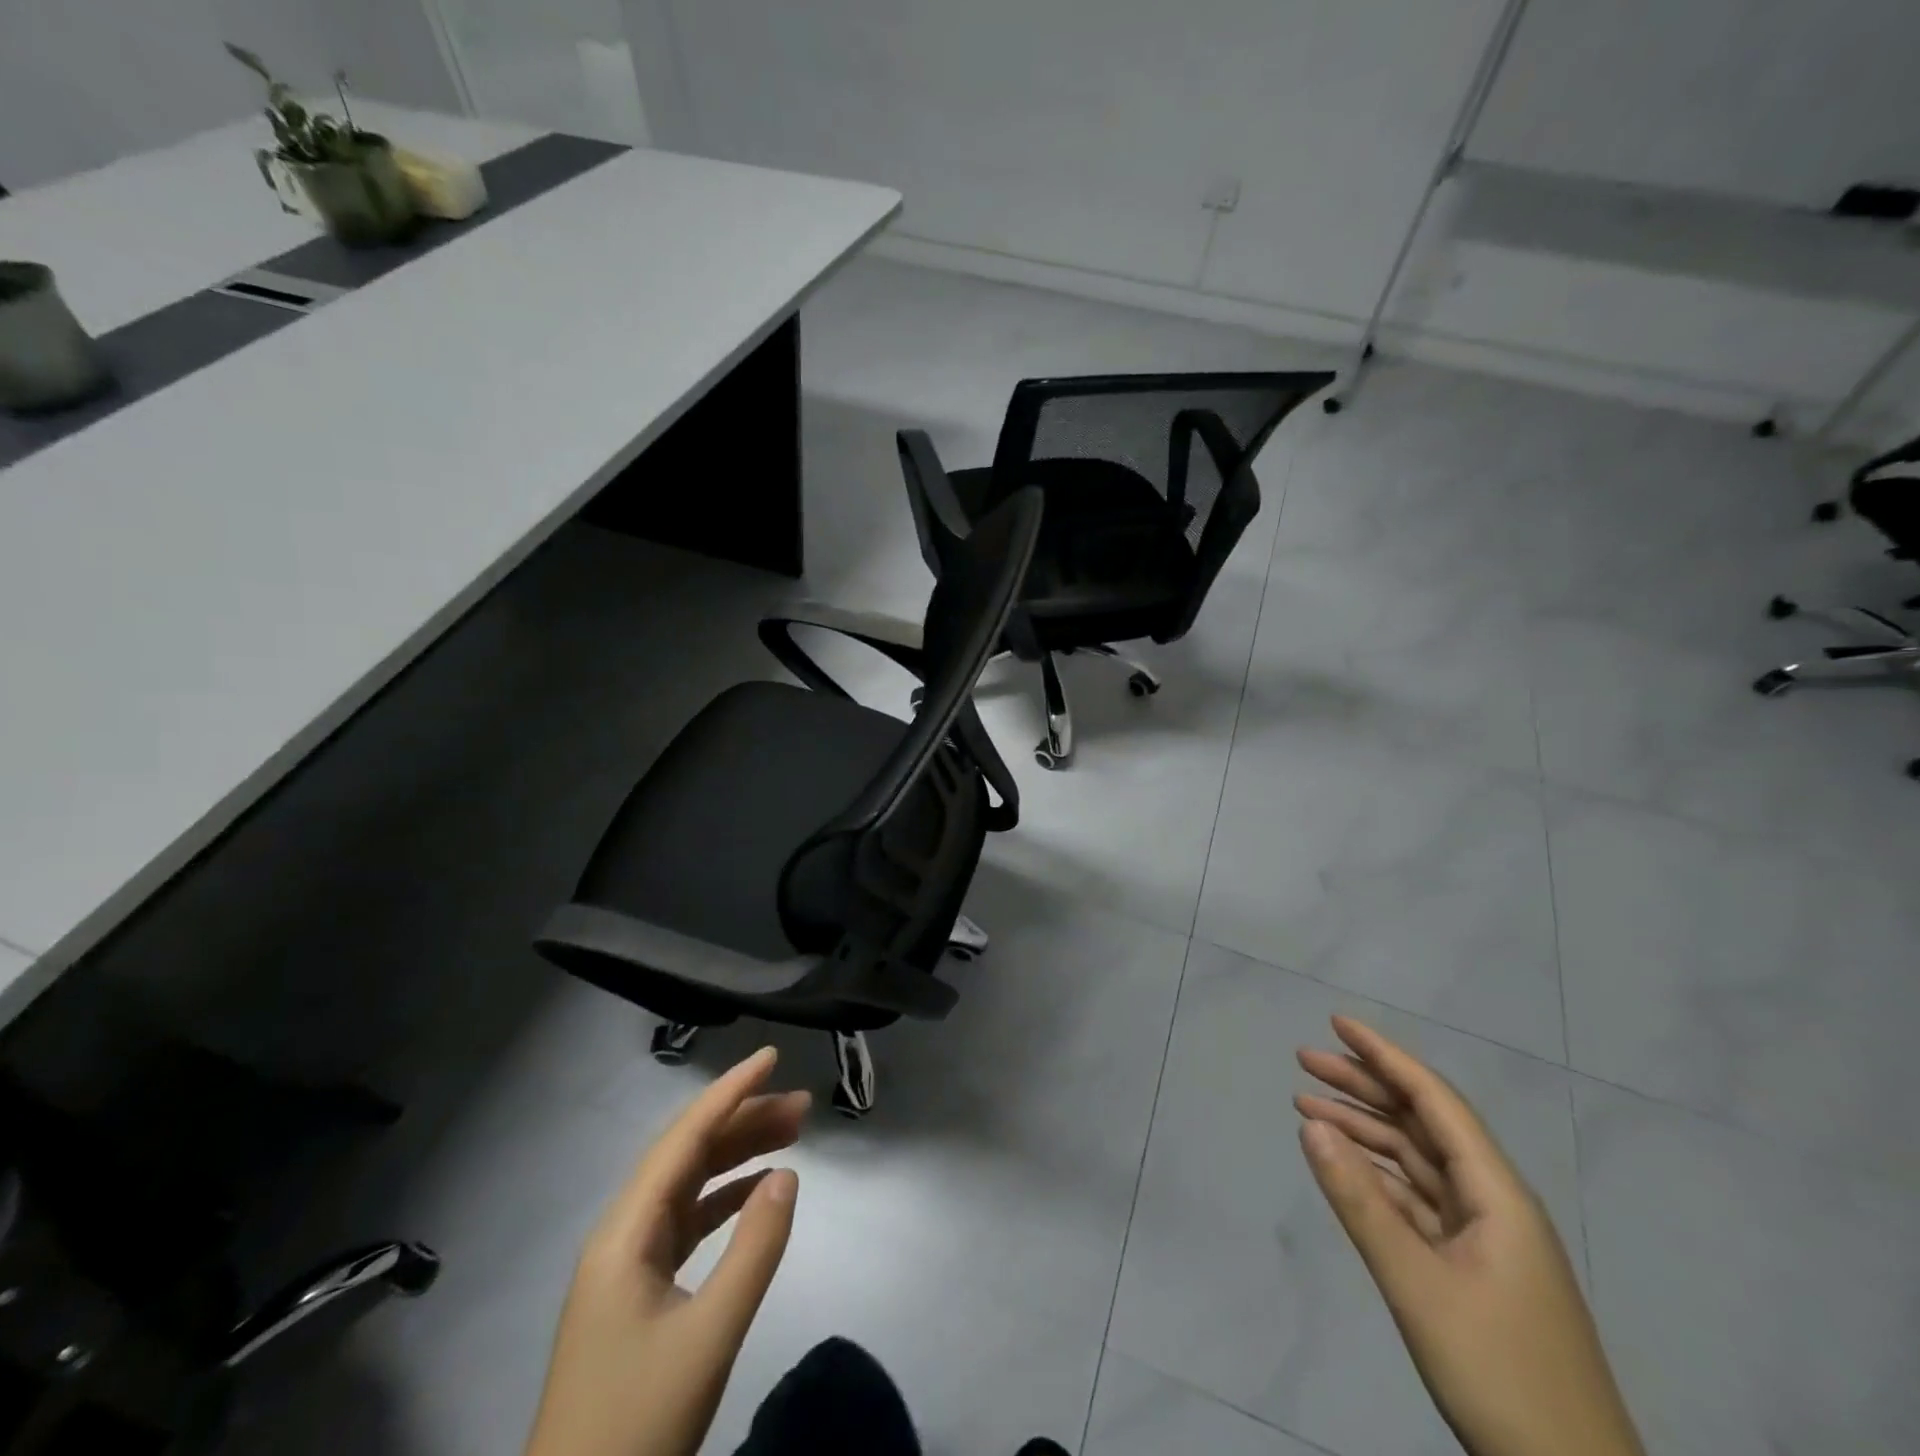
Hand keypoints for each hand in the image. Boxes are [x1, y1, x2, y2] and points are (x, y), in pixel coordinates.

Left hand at [524, 1047, 808, 1455]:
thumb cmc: (637, 1421)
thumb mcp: (708, 1336)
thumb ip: (754, 1250)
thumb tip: (787, 1175)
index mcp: (625, 1231)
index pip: (684, 1139)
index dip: (729, 1092)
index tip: (771, 1057)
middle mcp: (622, 1232)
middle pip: (687, 1154)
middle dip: (744, 1121)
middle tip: (803, 1106)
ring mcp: (628, 1262)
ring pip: (689, 1184)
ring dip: (738, 1155)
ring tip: (792, 1135)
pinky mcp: (639, 1289)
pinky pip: (688, 1220)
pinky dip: (725, 1197)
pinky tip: (758, 1190)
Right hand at [1295, 1017, 1643, 1455]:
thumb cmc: (1501, 1374)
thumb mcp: (1418, 1285)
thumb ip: (1360, 1201)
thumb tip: (1310, 1124)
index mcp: (1497, 1194)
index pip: (1434, 1100)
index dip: (1385, 1055)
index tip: (1336, 1023)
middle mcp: (1493, 1202)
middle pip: (1421, 1123)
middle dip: (1364, 1085)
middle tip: (1304, 1060)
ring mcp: (1485, 1238)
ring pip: (1416, 1161)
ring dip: (1364, 1130)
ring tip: (1307, 1105)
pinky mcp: (1472, 1269)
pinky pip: (1416, 1200)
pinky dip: (1376, 1176)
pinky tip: (1343, 1165)